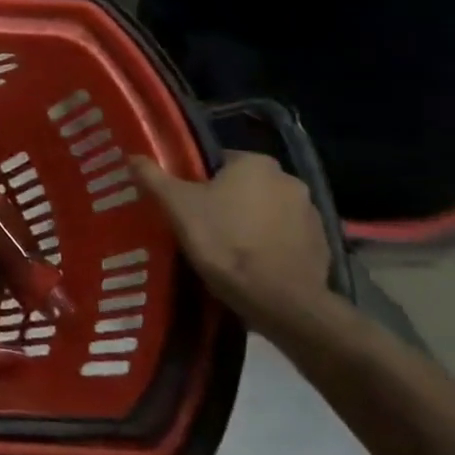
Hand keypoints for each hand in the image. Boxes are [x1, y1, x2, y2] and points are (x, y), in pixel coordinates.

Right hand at [131, 152, 331, 328]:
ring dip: (249, 221)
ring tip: (224, 246)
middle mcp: (289, 180)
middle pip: (244, 185)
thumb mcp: (176, 205)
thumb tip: (132, 156)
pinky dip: (269, 244)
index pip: (218, 160)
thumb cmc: (223, 241)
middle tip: (199, 222)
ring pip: (266, 210)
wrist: (278, 299)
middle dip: (225, 199)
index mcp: (256, 163)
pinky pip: (285, 236)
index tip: (184, 200)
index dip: (197, 179)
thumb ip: (153, 176)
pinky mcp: (322, 245)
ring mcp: (311, 213)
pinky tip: (250, 263)